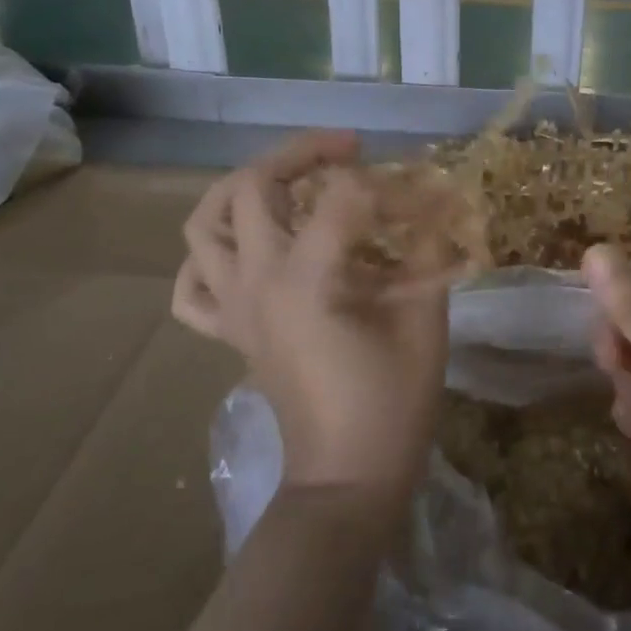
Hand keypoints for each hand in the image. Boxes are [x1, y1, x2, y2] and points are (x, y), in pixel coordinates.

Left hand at [174, 131, 449, 498]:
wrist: (348, 477)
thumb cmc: (393, 401)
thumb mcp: (425, 319)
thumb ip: (428, 251)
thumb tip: (438, 202)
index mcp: (307, 278)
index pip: (342, 195)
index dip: (388, 185)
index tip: (421, 198)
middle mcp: (257, 281)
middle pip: (252, 184)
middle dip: (301, 154)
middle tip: (346, 153)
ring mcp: (234, 307)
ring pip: (204, 224)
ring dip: (240, 188)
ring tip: (285, 181)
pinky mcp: (228, 332)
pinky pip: (192, 285)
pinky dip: (209, 256)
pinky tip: (243, 248)